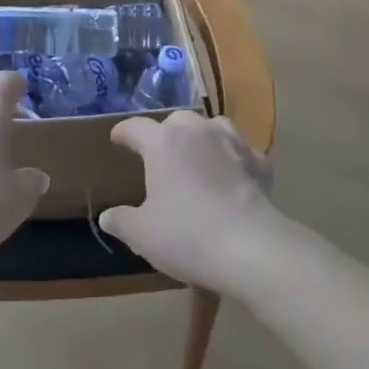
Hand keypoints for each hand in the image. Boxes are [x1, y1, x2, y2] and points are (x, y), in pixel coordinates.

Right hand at [99, 112, 286, 294]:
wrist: (251, 249)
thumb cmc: (187, 236)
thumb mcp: (142, 234)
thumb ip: (121, 221)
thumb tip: (107, 217)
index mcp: (163, 143)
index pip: (135, 127)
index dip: (123, 133)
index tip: (117, 140)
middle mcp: (197, 133)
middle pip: (177, 120)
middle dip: (166, 132)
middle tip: (159, 155)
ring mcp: (233, 144)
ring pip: (214, 126)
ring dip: (203, 137)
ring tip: (198, 155)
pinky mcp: (260, 164)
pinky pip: (243, 152)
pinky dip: (235, 159)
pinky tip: (234, 174)